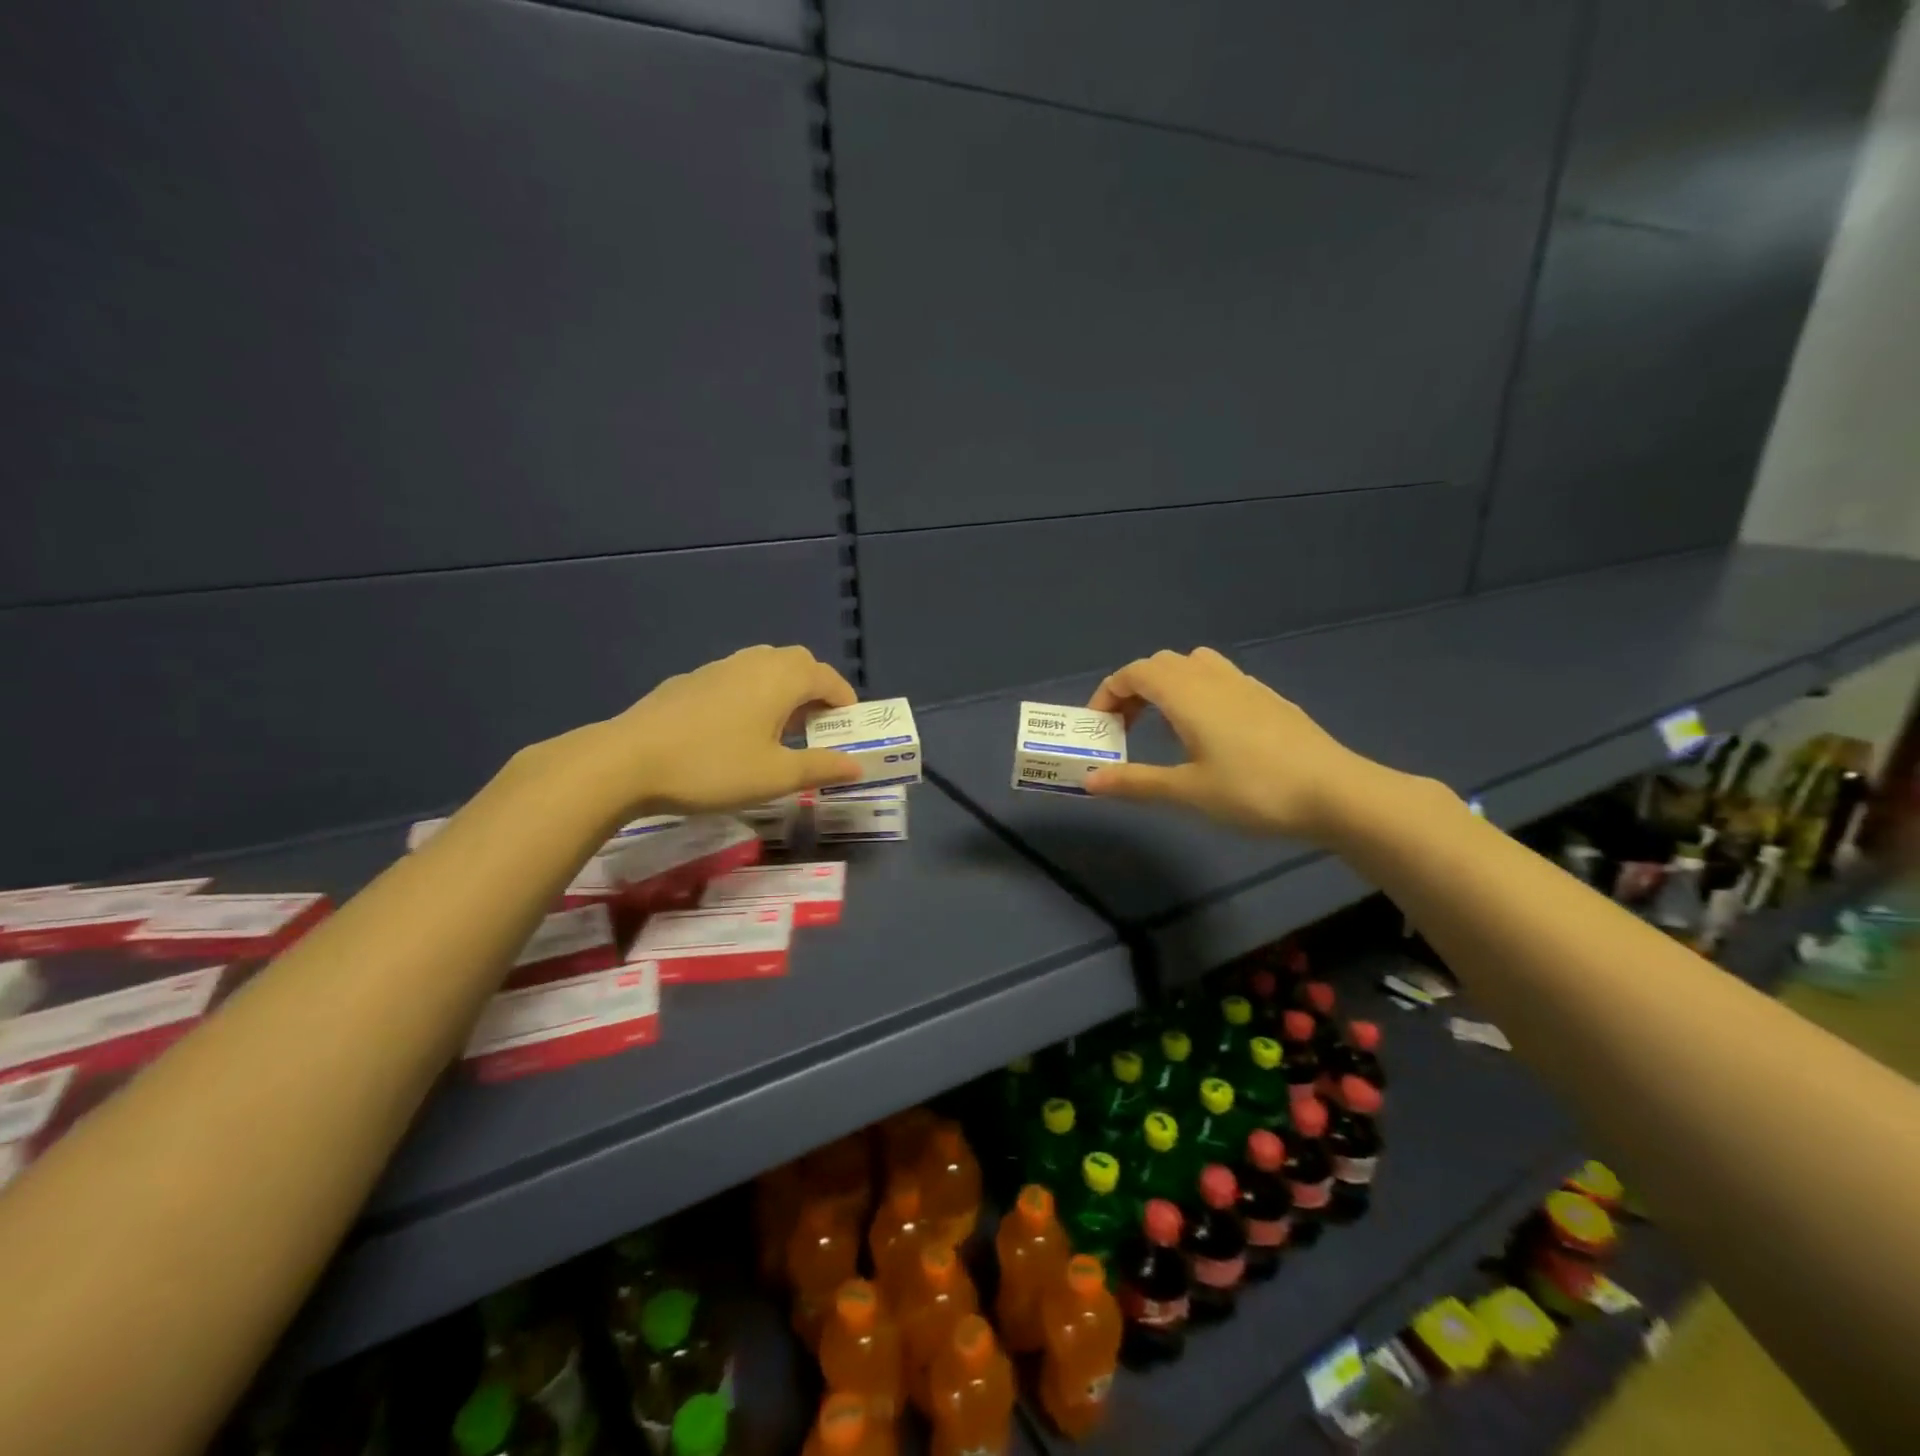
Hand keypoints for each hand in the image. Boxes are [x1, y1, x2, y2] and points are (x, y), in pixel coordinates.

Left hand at [568, 645, 862, 818]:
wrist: (627, 761)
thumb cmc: (714, 767)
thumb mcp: (776, 776)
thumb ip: (821, 767)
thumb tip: (857, 765)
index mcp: (782, 678)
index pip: (829, 678)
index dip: (845, 701)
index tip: (849, 729)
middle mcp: (754, 662)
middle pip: (798, 664)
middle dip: (815, 691)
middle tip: (817, 728)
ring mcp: (718, 668)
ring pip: (765, 668)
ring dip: (783, 692)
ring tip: (780, 730)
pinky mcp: (690, 681)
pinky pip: (736, 679)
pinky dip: (752, 695)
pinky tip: (735, 731)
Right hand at [1084, 647, 1381, 840]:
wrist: (1336, 793)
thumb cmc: (1253, 790)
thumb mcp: (1187, 791)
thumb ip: (1136, 782)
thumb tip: (1089, 781)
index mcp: (1187, 692)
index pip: (1134, 672)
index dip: (1108, 693)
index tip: (1099, 727)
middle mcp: (1214, 678)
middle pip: (1161, 664)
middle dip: (1134, 689)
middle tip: (1126, 729)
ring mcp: (1246, 685)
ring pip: (1194, 665)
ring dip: (1168, 686)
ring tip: (1164, 725)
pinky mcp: (1270, 699)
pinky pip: (1221, 679)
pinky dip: (1198, 693)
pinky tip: (1209, 732)